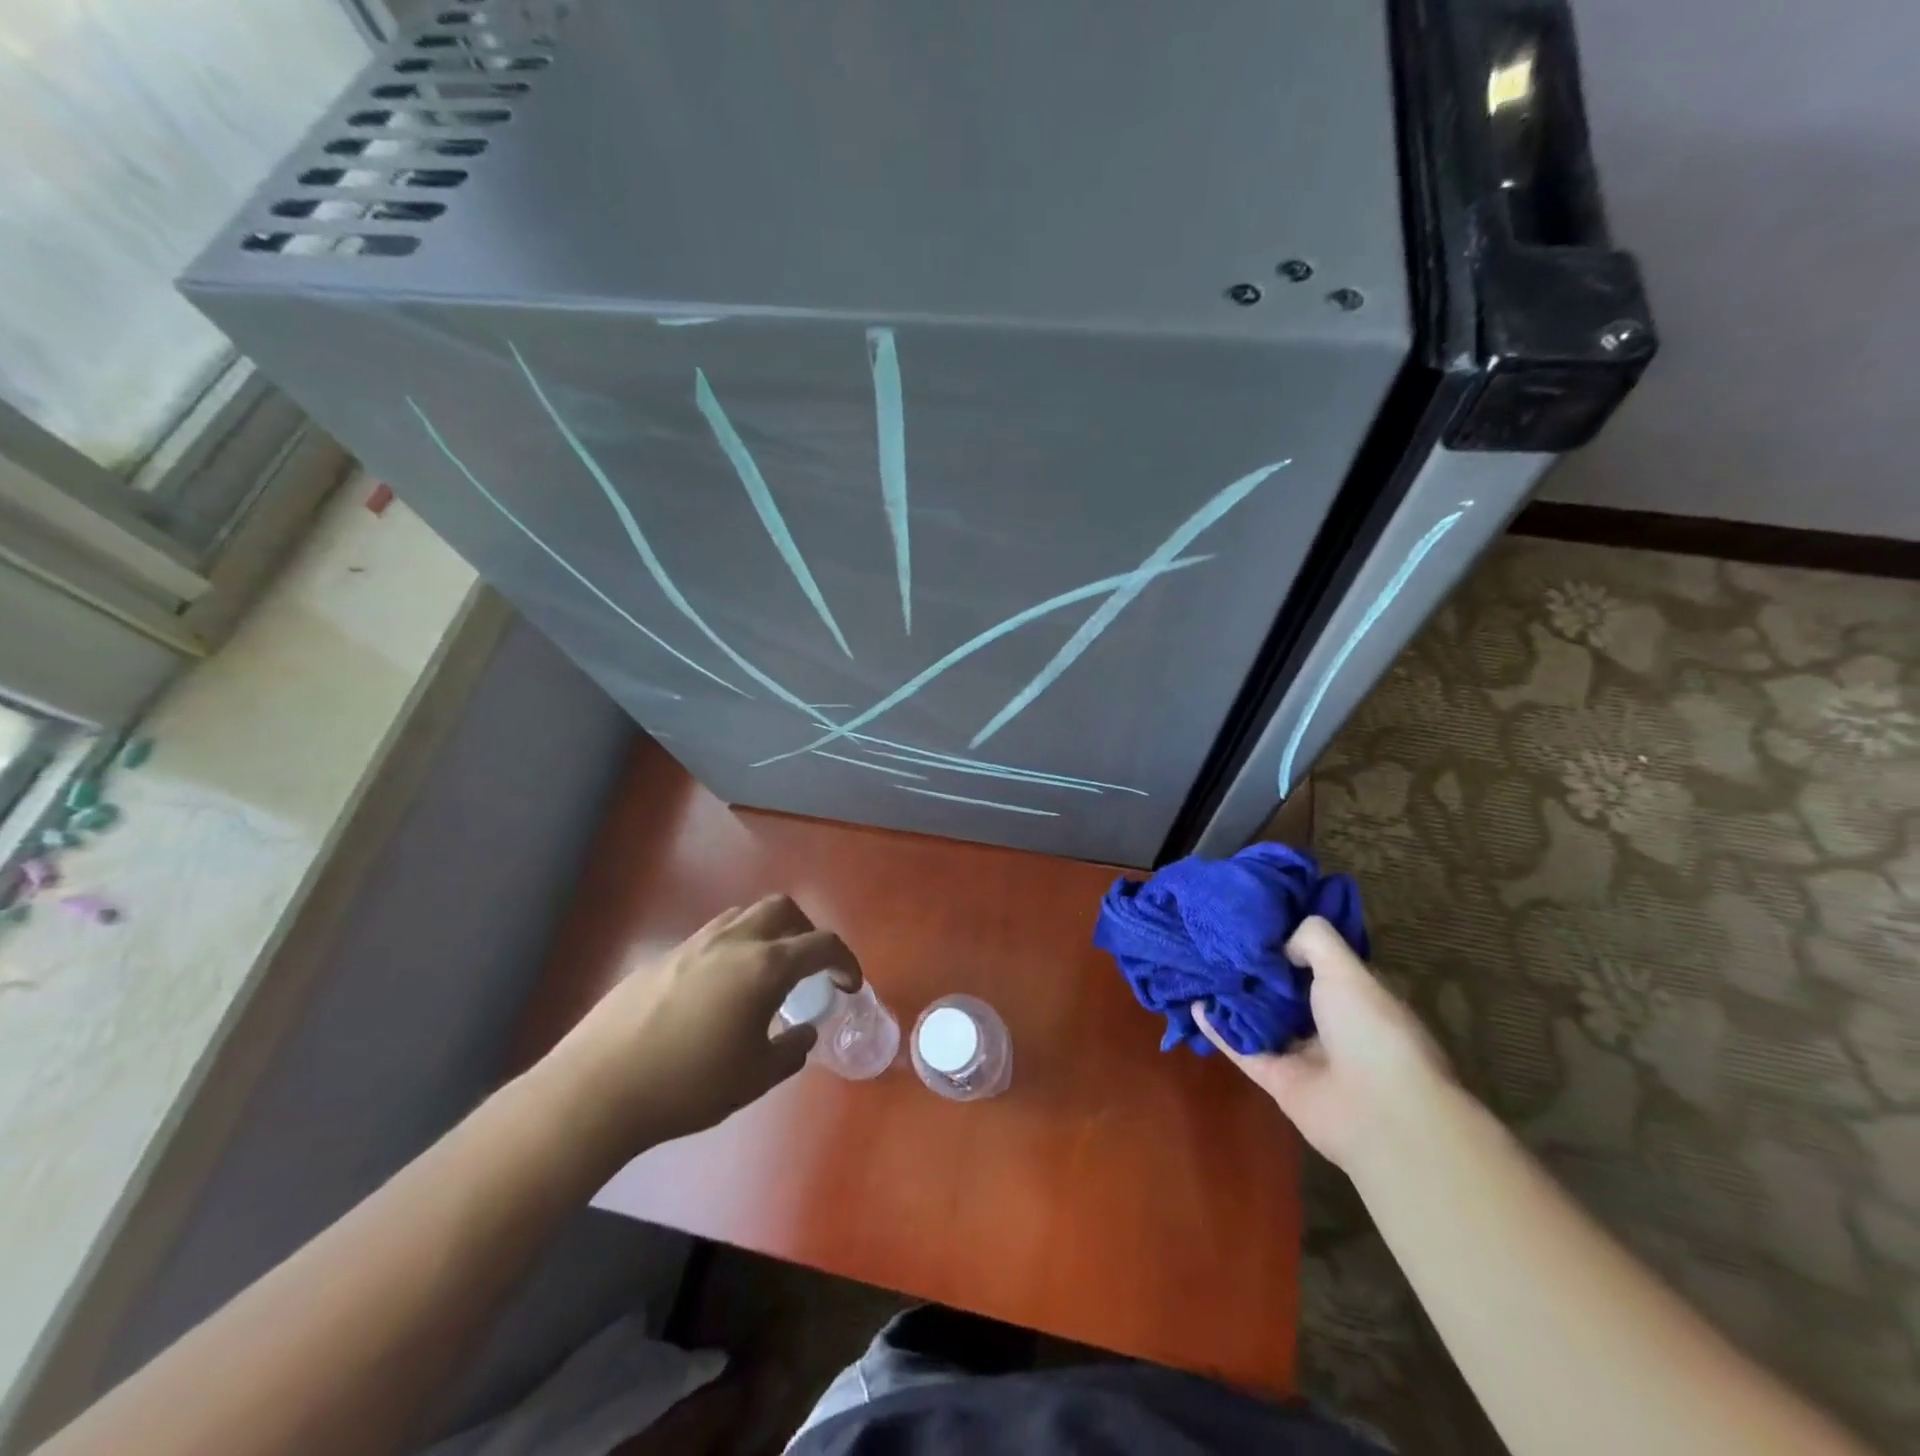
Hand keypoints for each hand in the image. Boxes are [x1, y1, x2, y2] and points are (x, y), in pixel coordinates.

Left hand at [538, 895, 858, 1154]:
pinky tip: (718, 992)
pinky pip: (711, 937)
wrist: (598, 1087)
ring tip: (764, 974)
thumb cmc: (688, 1084)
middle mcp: (733, 942)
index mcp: (764, 966)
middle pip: (782, 909)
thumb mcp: (754, 1077)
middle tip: (808, 967)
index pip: (821, 944)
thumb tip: (804, 1033)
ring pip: (743, 916)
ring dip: (767, 934)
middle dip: (806, 930)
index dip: (844, 961)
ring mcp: (694, 944)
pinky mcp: (663, 957)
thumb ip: (790, 1050)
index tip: (849, 984)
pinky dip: (732, 949)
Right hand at [1197, 916, 1453, 1172]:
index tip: (1256, 921)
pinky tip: (1194, 1004)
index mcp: (1355, 997)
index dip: (1289, 943)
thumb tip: (1280, 942)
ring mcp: (1303, 1054)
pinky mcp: (1276, 1079)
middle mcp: (1330, 1024)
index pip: (1317, 963)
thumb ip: (1313, 941)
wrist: (1379, 1112)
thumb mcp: (1346, 969)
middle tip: (1217, 941)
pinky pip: (1241, 1047)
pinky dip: (1218, 1028)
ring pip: (1259, 1018)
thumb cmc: (1371, 1030)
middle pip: (1284, 991)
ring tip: (1198, 966)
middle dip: (1255, 969)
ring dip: (1232, 997)